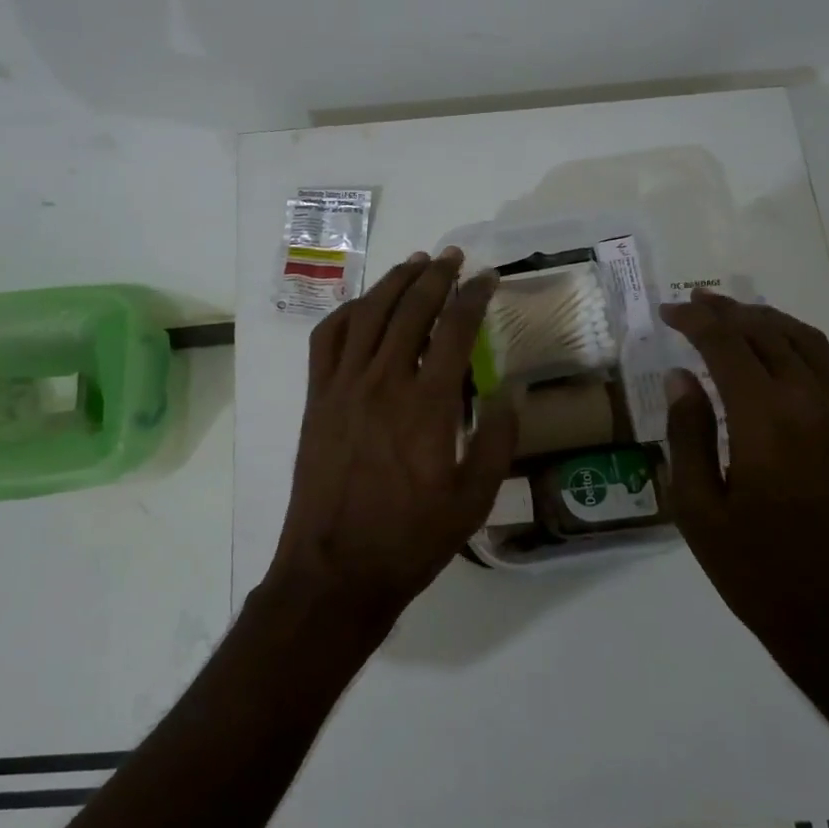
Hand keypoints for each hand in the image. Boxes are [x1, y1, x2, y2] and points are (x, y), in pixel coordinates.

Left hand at [269, 248, 519, 631]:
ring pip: (368, 315)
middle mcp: (383, 382)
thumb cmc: (410, 539)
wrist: (335, 570)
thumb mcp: (473, 500)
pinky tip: (364, 306)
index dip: (474, 296)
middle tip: (454, 257)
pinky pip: (327, 340)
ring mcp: (343, 387)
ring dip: (393, 283)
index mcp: (426, 405)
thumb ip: (497, 440)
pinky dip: (348, 313)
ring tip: (415, 264)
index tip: (489, 279)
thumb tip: (512, 390)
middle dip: (436, 276)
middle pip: (410, 309)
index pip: (455, 330)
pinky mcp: (317, 399)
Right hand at [660, 292, 828, 691]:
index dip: (695, 320)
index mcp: (766, 420)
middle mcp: (811, 404)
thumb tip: (682, 378)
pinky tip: (776, 350)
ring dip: (765, 320)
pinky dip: (797, 343)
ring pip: (805, 341)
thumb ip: (688, 432)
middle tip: (692, 302)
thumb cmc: (755, 569)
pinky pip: (828, 366)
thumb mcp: (697, 506)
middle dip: (727, 311)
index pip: (727, 344)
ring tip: (731, 314)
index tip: (667, 311)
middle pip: (767, 333)